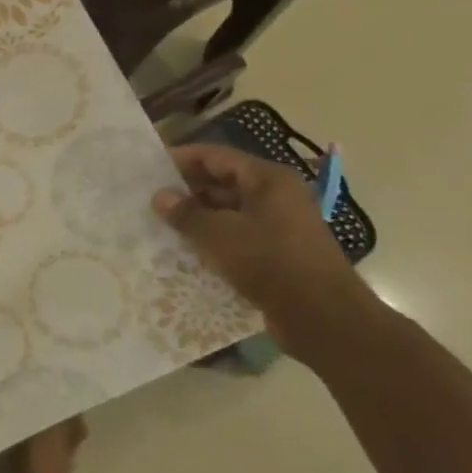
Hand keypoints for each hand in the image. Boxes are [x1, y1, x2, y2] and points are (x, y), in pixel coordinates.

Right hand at [153, 144, 377, 352]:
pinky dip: (213, 239)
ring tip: (161, 225)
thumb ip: (186, 213)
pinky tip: (186, 250)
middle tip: (150, 200)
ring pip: (229, 211)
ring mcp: (280, 225)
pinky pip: (238, 235)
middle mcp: (277, 196)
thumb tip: (160, 196)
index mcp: (268, 180)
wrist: (321, 316)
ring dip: (198, 216)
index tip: (149, 168)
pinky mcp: (278, 252)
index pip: (217, 156)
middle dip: (187, 189)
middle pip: (223, 181)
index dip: (182, 159)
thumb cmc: (268, 262)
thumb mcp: (217, 234)